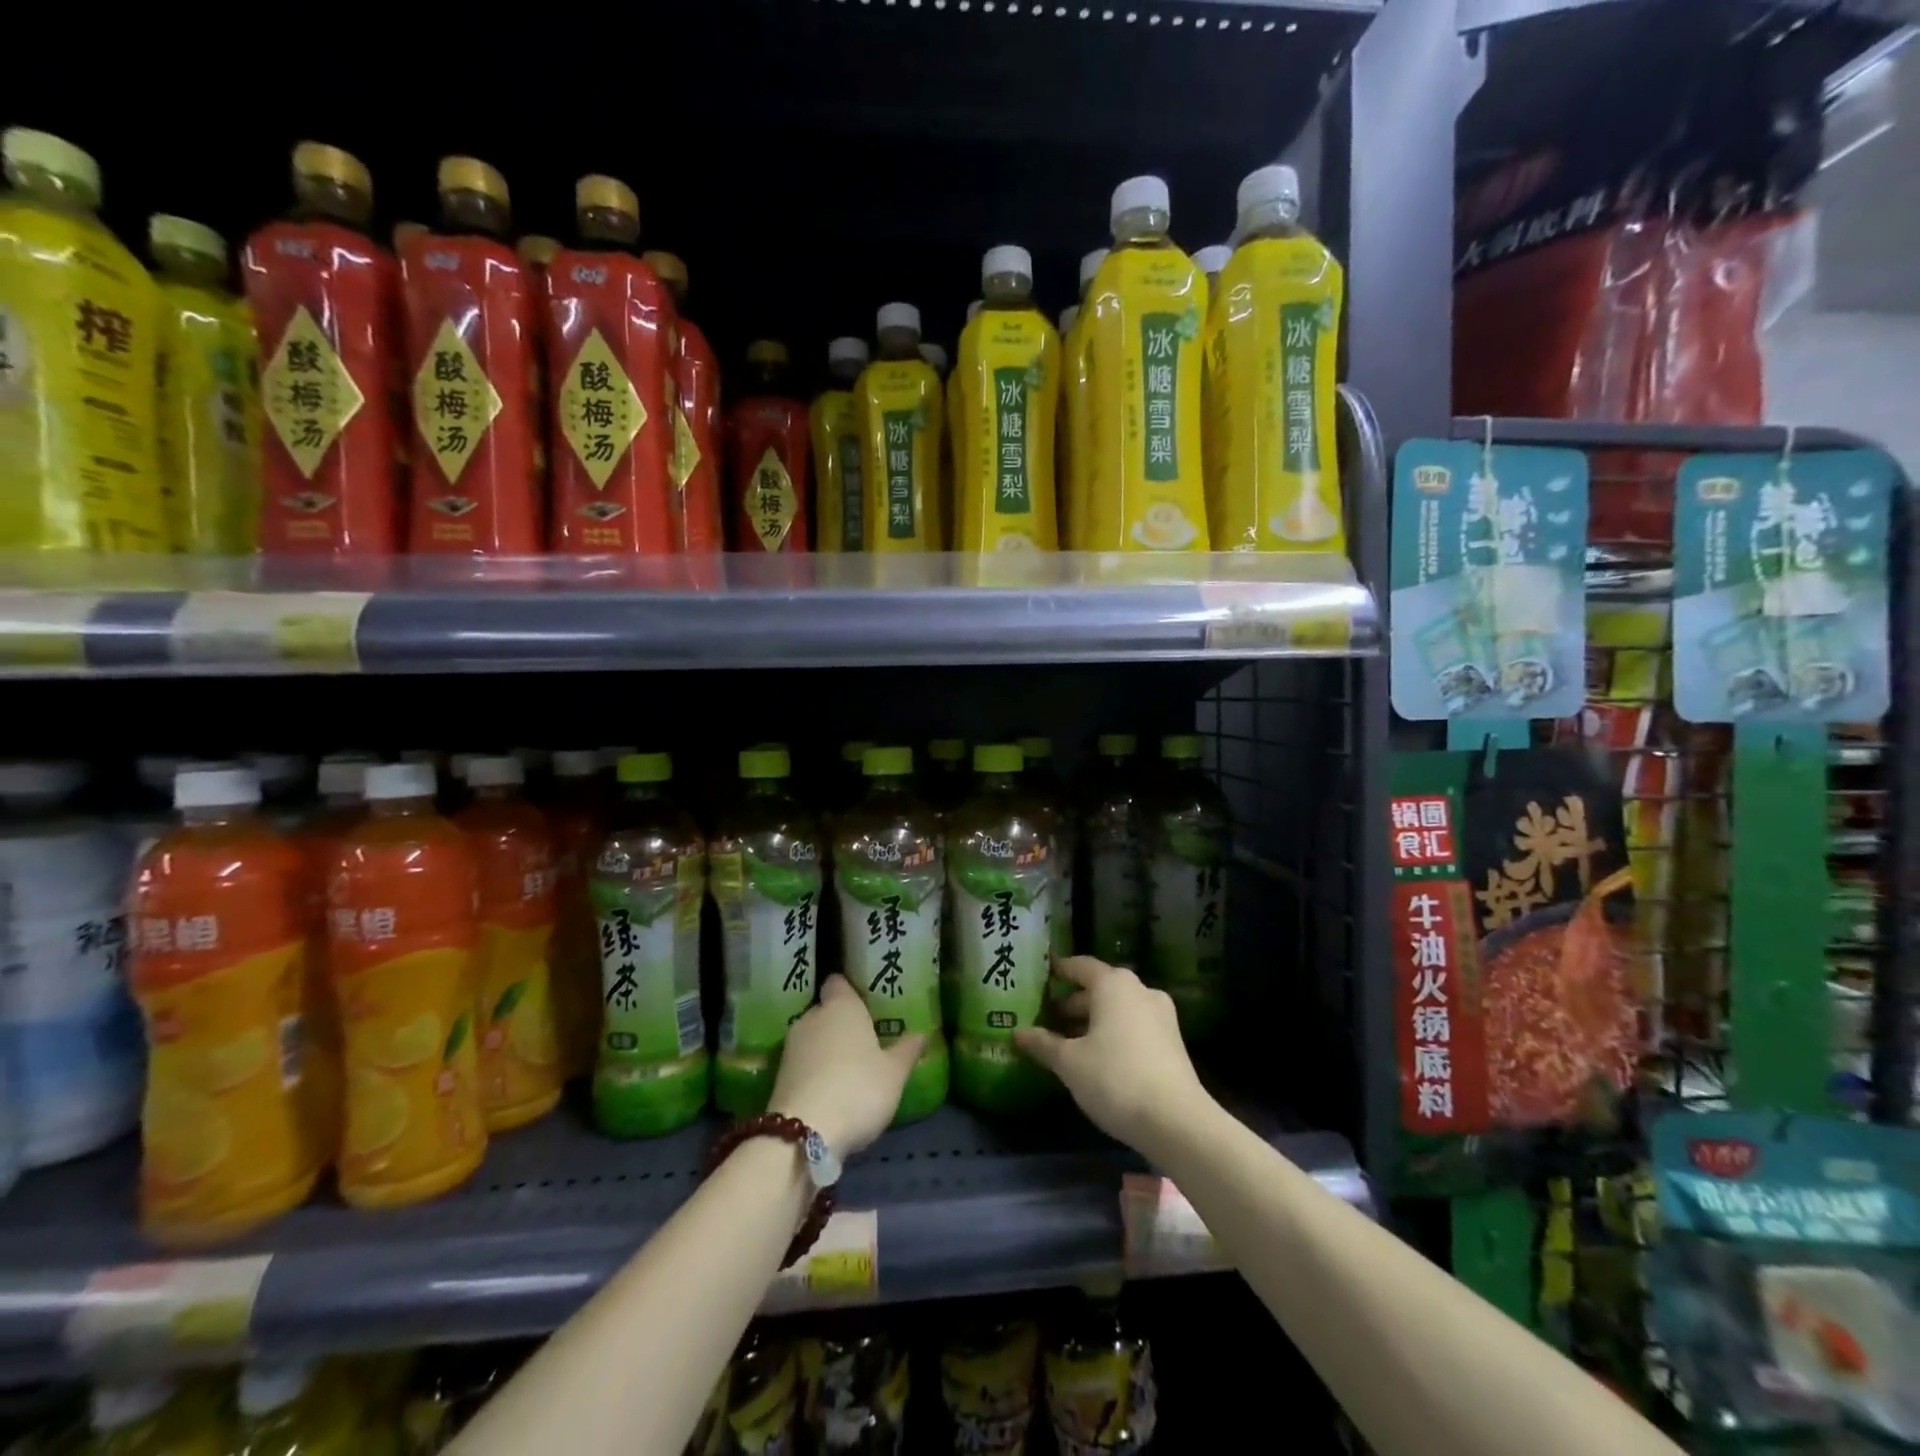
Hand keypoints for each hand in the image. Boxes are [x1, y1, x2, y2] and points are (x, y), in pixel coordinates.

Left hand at [770, 975, 923, 1157]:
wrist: (803, 1134)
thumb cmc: (857, 1089)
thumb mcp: (894, 1074)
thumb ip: (907, 1051)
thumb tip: (922, 1033)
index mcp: (841, 1006)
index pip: (838, 982)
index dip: (850, 989)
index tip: (865, 1000)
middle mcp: (812, 1017)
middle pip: (825, 1010)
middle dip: (841, 1023)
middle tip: (864, 1039)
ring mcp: (790, 1046)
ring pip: (812, 1037)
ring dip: (826, 1049)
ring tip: (848, 1068)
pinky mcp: (777, 1075)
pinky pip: (802, 1063)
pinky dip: (813, 1071)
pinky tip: (829, 1090)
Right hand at [1013, 956, 1211, 1158]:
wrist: (1177, 1121)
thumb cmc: (1115, 1078)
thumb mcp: (1069, 1062)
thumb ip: (1043, 1043)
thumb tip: (1017, 1032)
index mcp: (1113, 984)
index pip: (1080, 966)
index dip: (1059, 970)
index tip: (1042, 975)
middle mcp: (1139, 990)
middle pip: (1099, 988)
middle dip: (1073, 1002)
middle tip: (1047, 1017)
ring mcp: (1160, 1015)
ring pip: (1117, 1008)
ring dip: (1093, 1020)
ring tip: (1067, 1041)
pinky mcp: (1172, 1041)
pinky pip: (1133, 1025)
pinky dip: (1112, 1033)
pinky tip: (1096, 1057)